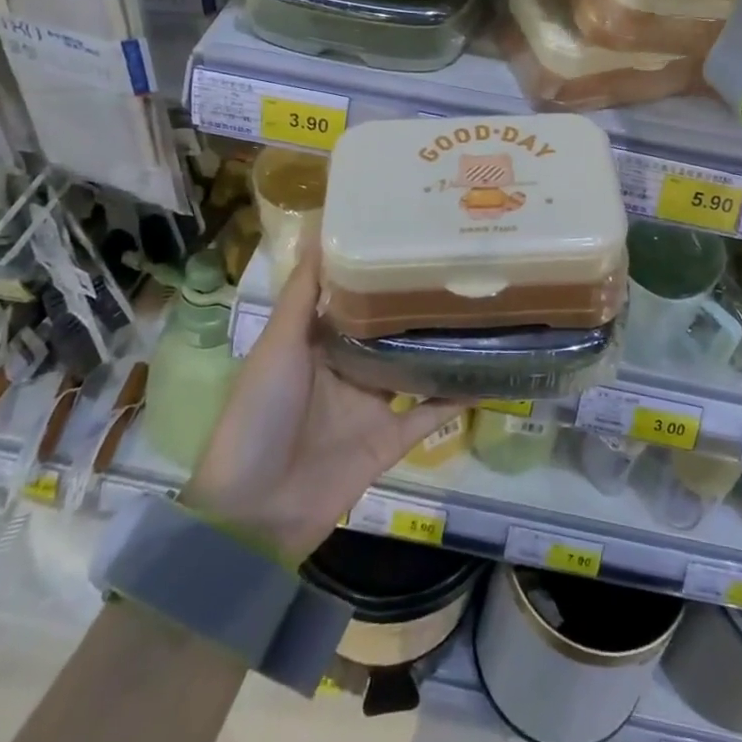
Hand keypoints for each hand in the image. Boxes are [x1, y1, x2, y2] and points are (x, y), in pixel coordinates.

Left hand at [182, 241, 462, 564]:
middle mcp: (347, 368)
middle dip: (417, 303)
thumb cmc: (259, 414)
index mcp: (317, 342)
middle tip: (460, 265)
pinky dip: (456, 396)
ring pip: (414, 365)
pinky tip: (488, 371)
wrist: (253, 512)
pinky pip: (429, 413)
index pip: (355, 297)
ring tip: (482, 308)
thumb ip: (304, 292)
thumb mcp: (278, 344)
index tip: (412, 235)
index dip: (379, 269)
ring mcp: (371, 405)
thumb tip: (318, 228)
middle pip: (390, 330)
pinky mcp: (389, 439)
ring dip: (441, 344)